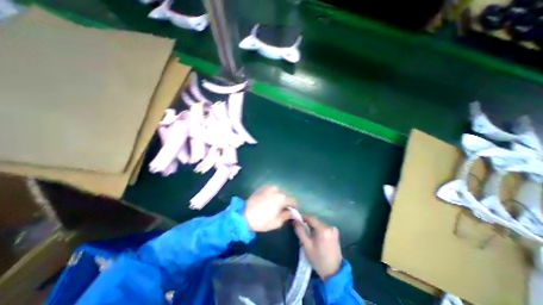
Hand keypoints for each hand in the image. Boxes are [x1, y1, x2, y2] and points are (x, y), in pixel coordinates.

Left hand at [244, 185, 295, 231]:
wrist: (244, 216)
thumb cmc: (262, 220)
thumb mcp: (277, 222)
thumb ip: (286, 216)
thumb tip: (291, 213)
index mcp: (282, 198)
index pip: (293, 201)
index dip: (293, 207)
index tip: (291, 212)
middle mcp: (276, 190)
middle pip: (285, 196)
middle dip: (285, 202)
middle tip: (281, 210)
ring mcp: (268, 187)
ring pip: (277, 192)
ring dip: (278, 198)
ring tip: (273, 206)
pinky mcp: (261, 188)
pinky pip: (270, 191)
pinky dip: (271, 195)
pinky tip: (267, 202)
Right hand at [295, 215, 340, 279]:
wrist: (334, 273)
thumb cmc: (318, 259)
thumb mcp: (306, 245)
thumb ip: (300, 231)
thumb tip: (294, 220)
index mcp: (323, 229)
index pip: (310, 217)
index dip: (302, 216)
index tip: (294, 217)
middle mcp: (329, 226)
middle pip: (315, 220)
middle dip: (306, 221)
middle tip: (298, 224)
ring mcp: (333, 229)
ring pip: (319, 223)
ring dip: (311, 225)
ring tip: (304, 229)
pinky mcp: (335, 233)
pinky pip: (323, 227)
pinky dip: (317, 228)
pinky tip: (313, 234)